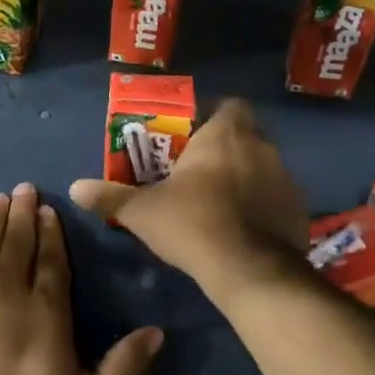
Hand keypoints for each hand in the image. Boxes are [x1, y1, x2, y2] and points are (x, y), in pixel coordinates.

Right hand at [68, 98, 309, 297]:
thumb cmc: (193, 224)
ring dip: (245, 177)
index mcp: (225, 134)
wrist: (249, 270)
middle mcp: (261, 147)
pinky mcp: (299, 209)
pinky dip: (263, 206)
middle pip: (244, 136)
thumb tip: (75, 188)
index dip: (211, 116)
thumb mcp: (142, 211)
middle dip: (224, 149)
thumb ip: (110, 196)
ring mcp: (286, 178)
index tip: (190, 137)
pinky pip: (277, 197)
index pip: (228, 105)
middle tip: (198, 172)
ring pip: (262, 166)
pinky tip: (244, 228)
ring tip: (219, 203)